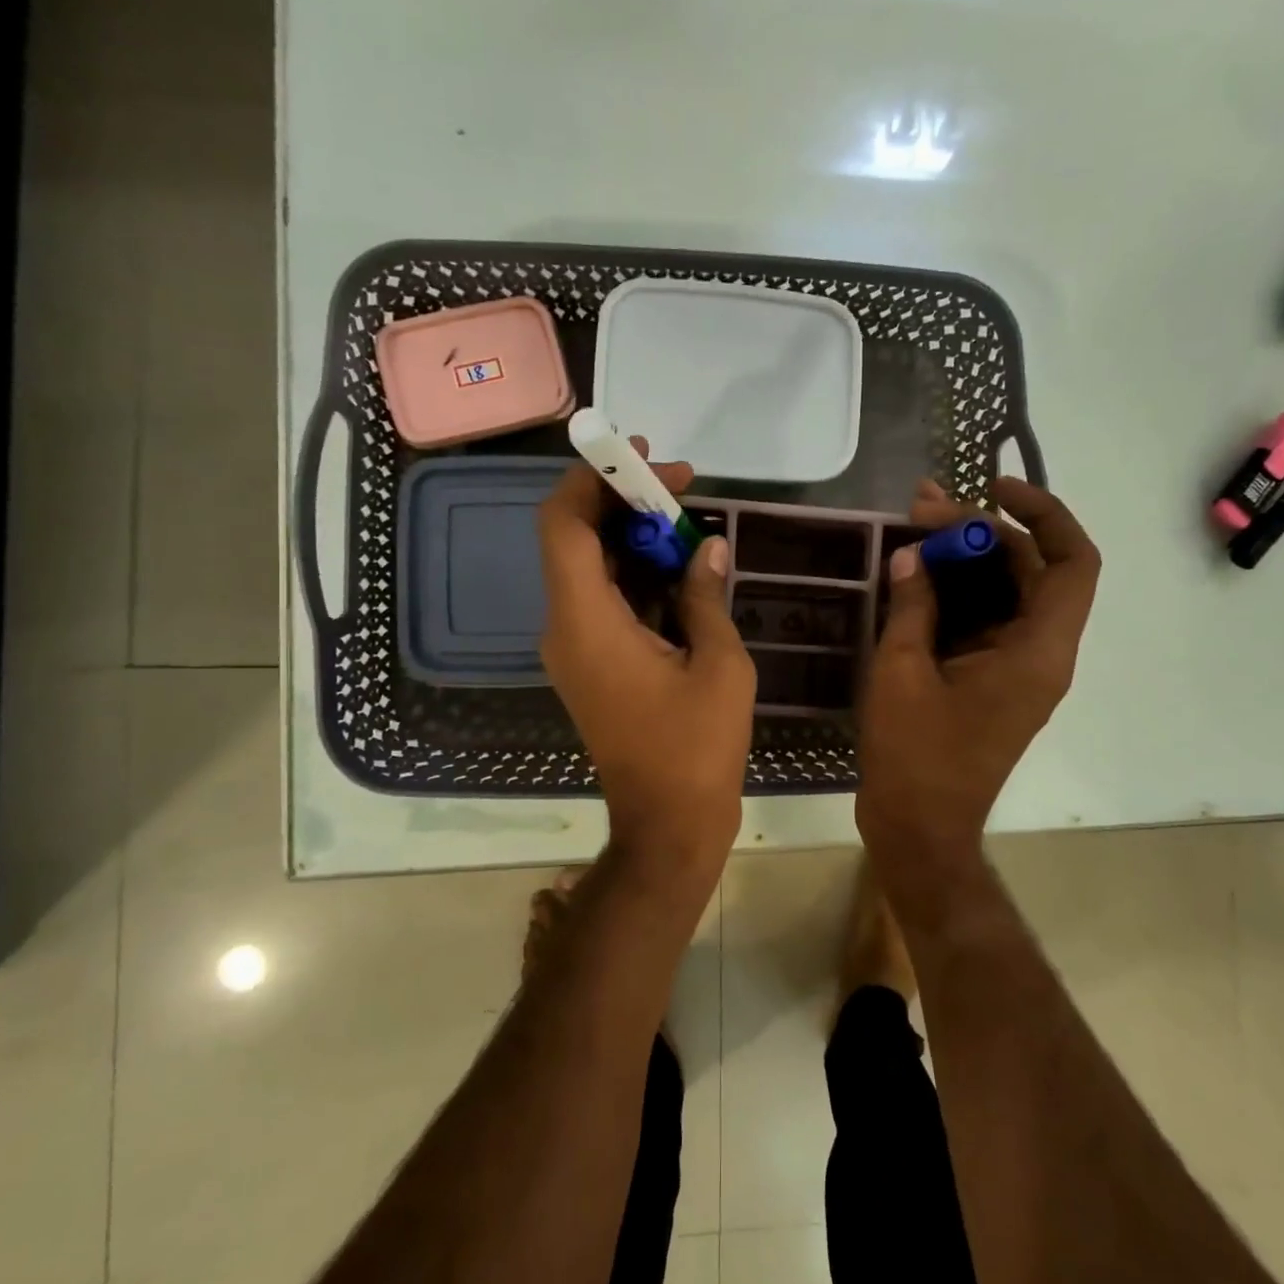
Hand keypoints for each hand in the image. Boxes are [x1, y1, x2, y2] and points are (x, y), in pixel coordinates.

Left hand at [537, 446, 755, 882]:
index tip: (643, 458)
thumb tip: (707, 548)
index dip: (594, 478)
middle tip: (680, 487)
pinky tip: (678, 568)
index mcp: (585, 621)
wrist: (667, 824)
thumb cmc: (696, 747)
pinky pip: (602, 600)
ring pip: (590, 568)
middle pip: (575, 539)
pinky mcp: (590, 664)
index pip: (564, 524)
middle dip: (622, 503)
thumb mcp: (718, 663)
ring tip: (688, 522)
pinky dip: (634, 575)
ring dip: (632, 538)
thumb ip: (705, 595)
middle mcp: (564, 628)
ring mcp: (573, 648)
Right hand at [856, 477, 1098, 891]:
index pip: (1072, 562)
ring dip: (966, 559)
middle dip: (982, 532)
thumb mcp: (903, 672)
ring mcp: (1017, 670)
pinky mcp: (992, 681)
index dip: (1043, 514)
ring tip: (914, 528)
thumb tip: (912, 555)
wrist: (920, 830)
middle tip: (923, 509)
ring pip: (1006, 594)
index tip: (992, 488)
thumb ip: (913, 606)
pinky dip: (956, 593)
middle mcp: (1040, 654)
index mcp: (1037, 651)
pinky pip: (985, 621)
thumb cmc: (916, 756)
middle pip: (1031, 570)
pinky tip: (914, 575)